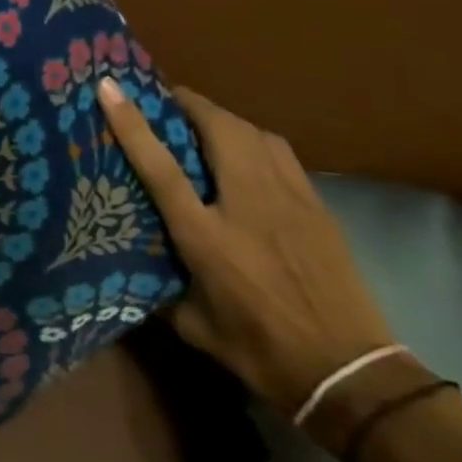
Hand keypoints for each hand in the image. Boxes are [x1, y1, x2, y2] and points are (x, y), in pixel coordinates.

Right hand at [97, 79, 395, 418]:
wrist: (351, 376)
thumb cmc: (263, 352)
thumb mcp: (194, 327)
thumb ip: (160, 290)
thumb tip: (132, 269)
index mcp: (207, 236)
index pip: (160, 166)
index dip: (131, 122)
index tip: (109, 86)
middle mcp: (247, 204)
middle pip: (218, 128)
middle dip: (187, 103)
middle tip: (163, 100)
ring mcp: (289, 200)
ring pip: (253, 132)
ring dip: (222, 118)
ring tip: (202, 124)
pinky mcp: (317, 206)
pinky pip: (280, 153)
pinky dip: (254, 140)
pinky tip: (246, 155)